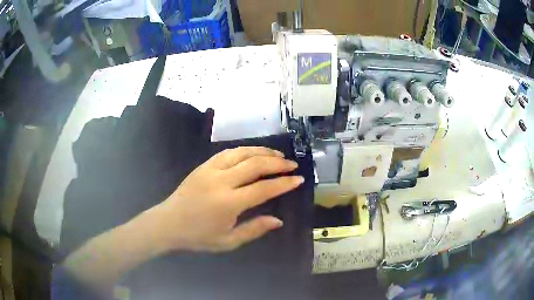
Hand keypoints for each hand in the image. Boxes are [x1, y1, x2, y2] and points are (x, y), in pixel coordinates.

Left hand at [148, 147, 303, 252]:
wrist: (168, 223)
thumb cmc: (198, 237)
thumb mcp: (228, 241)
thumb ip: (254, 229)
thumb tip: (278, 220)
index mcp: (229, 203)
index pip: (264, 188)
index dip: (284, 183)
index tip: (298, 178)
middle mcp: (221, 181)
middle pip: (255, 165)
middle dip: (277, 162)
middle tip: (292, 164)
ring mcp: (210, 170)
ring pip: (242, 153)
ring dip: (262, 151)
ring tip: (277, 154)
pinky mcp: (203, 166)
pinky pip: (227, 152)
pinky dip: (244, 150)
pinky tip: (252, 153)